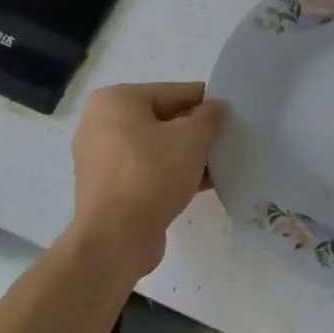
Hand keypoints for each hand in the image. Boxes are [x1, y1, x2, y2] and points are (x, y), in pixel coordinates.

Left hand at [71, 81, 227, 278]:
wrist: (115, 240)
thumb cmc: (151, 175)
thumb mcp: (192, 139)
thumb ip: (210, 118)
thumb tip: (218, 107)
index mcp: (116, 101)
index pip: (173, 92)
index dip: (205, 102)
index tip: (232, 114)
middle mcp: (102, 124)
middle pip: (163, 119)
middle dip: (196, 131)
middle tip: (228, 139)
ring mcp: (102, 158)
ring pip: (156, 147)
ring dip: (187, 155)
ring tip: (221, 163)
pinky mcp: (108, 188)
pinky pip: (147, 171)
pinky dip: (172, 174)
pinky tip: (204, 184)